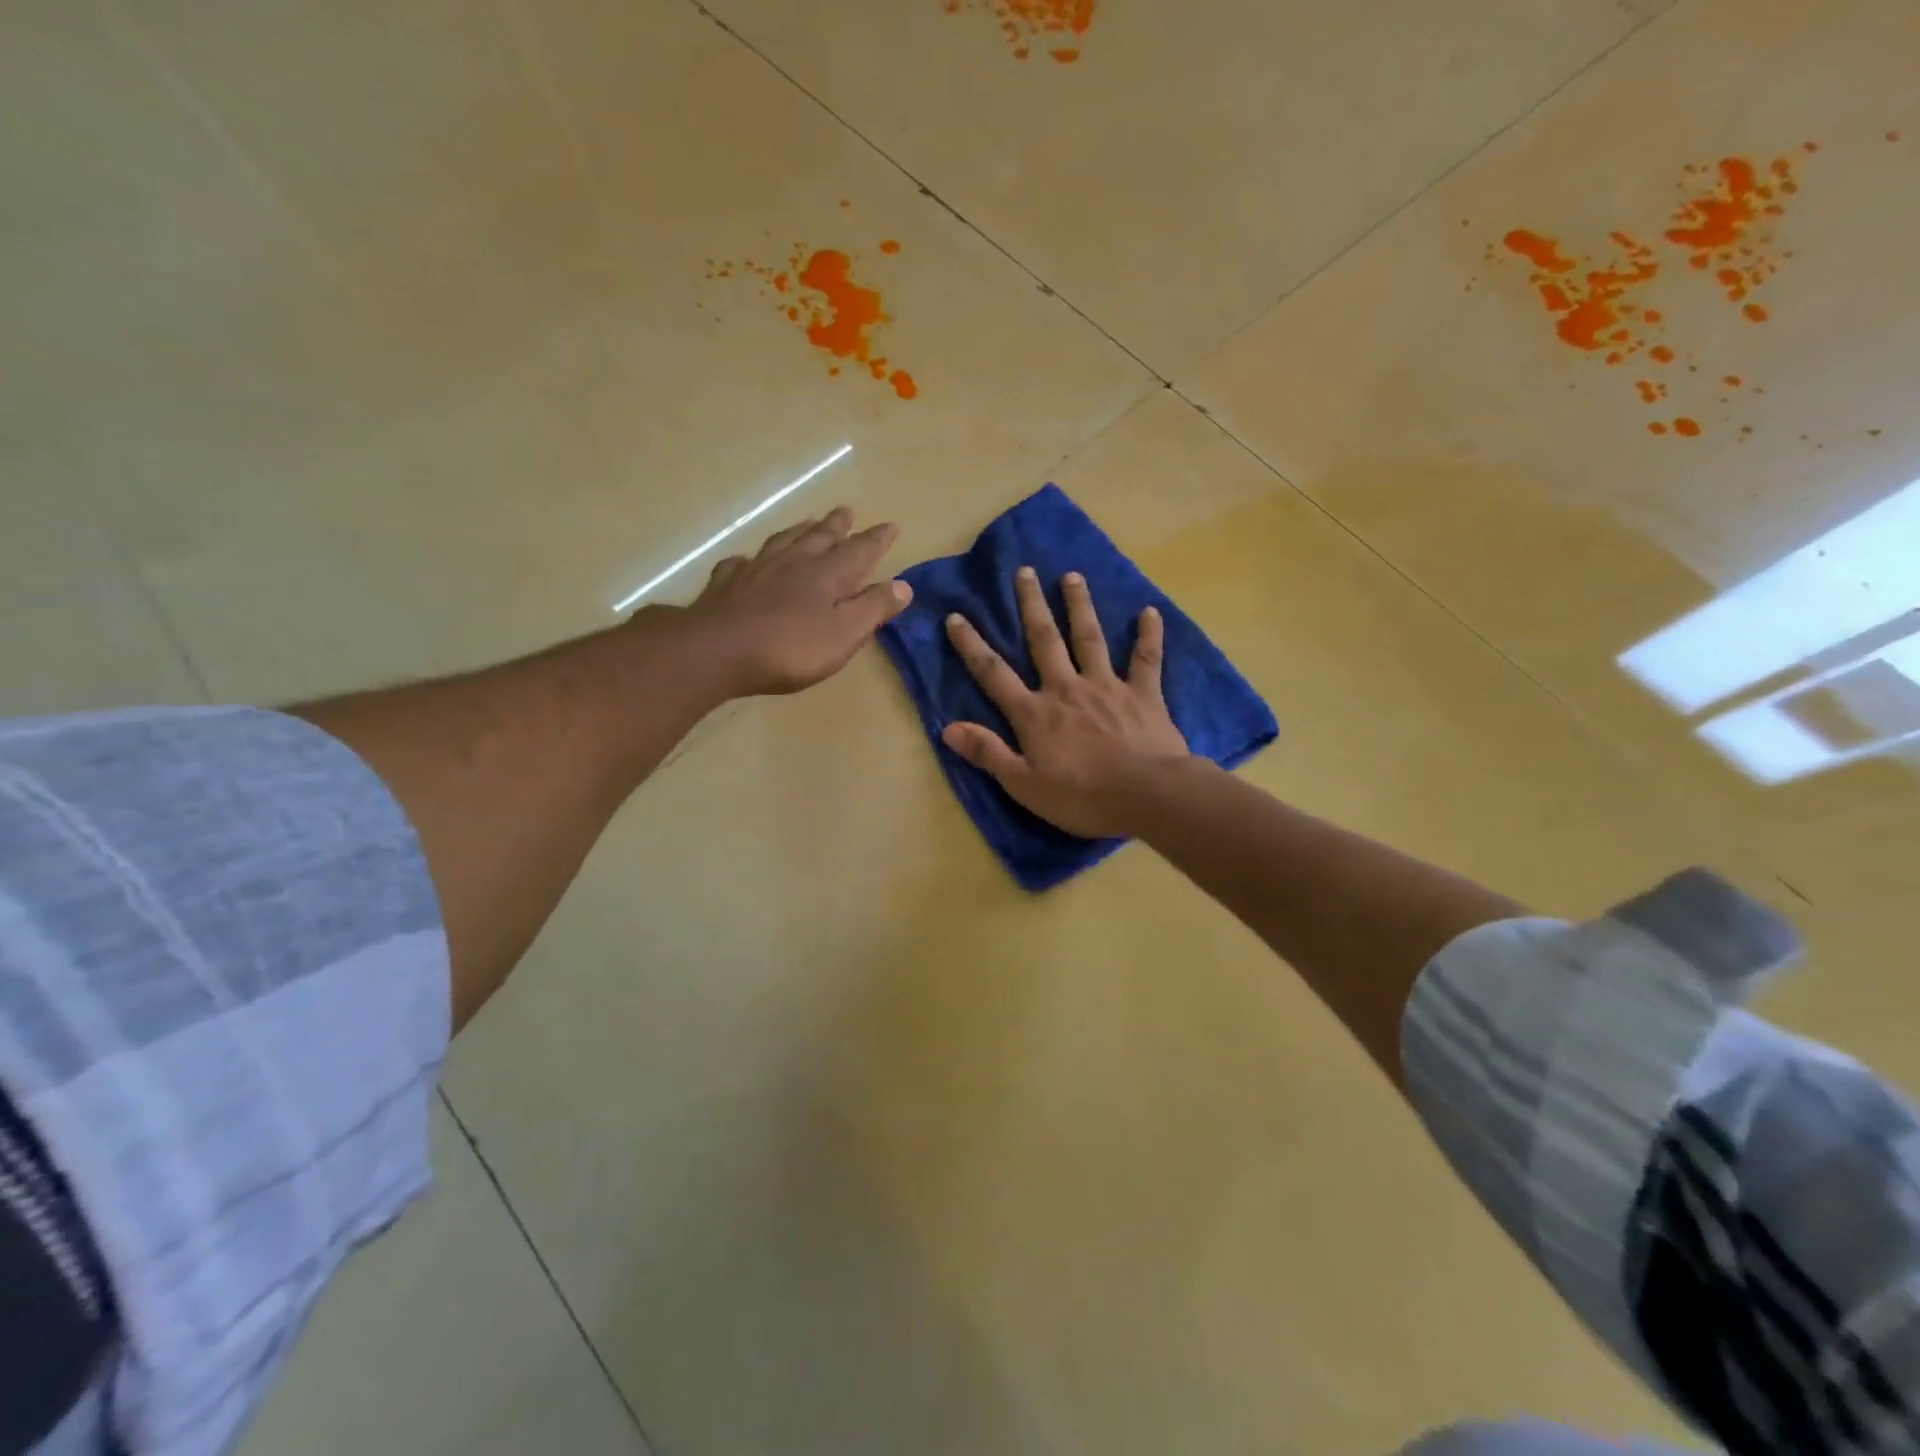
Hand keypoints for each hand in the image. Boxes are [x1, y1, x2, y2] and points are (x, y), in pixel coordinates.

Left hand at [685, 506, 911, 695]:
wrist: (717, 650)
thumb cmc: (790, 648)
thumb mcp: (844, 633)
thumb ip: (873, 608)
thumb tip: (904, 585)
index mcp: (828, 575)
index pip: (860, 550)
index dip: (877, 539)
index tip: (891, 527)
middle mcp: (794, 562)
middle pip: (820, 537)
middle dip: (837, 526)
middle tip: (846, 512)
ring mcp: (757, 570)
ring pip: (783, 541)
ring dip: (799, 531)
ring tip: (808, 523)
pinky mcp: (726, 584)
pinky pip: (741, 564)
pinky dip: (750, 559)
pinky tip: (748, 561)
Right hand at [942, 567, 1189, 837]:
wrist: (1146, 795)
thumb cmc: (1081, 797)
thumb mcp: (1023, 784)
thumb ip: (987, 753)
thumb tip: (947, 728)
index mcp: (1035, 713)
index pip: (994, 674)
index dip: (972, 645)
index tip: (957, 616)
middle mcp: (1066, 688)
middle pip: (1044, 640)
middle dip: (1031, 605)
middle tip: (1024, 571)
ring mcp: (1107, 686)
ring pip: (1089, 638)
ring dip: (1079, 606)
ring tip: (1072, 576)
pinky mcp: (1143, 694)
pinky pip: (1146, 659)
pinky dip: (1148, 634)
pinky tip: (1150, 612)